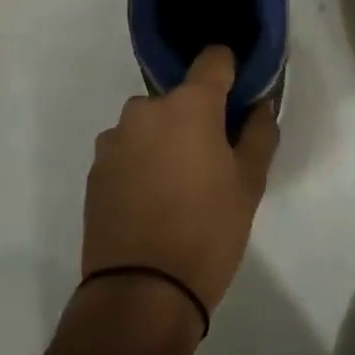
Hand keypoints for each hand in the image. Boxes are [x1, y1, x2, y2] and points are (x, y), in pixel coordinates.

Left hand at [81, 47, 278, 318]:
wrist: (140, 295)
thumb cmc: (207, 231)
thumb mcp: (249, 183)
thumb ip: (259, 134)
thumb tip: (259, 107)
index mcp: (189, 104)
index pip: (214, 59)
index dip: (230, 70)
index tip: (240, 95)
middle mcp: (146, 110)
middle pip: (180, 97)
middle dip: (197, 116)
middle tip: (213, 157)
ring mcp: (115, 140)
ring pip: (151, 124)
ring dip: (166, 139)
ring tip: (179, 184)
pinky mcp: (95, 170)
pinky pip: (128, 149)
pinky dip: (142, 162)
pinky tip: (152, 200)